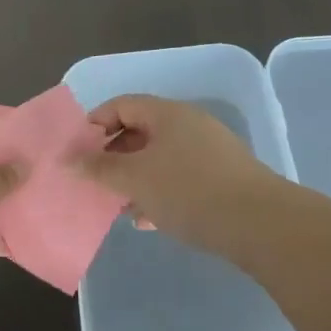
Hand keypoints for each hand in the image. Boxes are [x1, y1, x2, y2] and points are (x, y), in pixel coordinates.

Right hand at [75, 95, 287, 256]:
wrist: (261, 224)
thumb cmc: (189, 191)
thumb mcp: (135, 179)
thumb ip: (99, 168)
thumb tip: (68, 159)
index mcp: (167, 113)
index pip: (121, 105)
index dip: (94, 124)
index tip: (77, 152)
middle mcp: (188, 124)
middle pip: (140, 131)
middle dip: (113, 157)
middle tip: (96, 182)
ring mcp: (209, 151)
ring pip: (159, 158)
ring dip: (135, 178)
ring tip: (120, 206)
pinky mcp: (222, 178)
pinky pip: (180, 177)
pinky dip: (159, 192)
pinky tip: (150, 220)